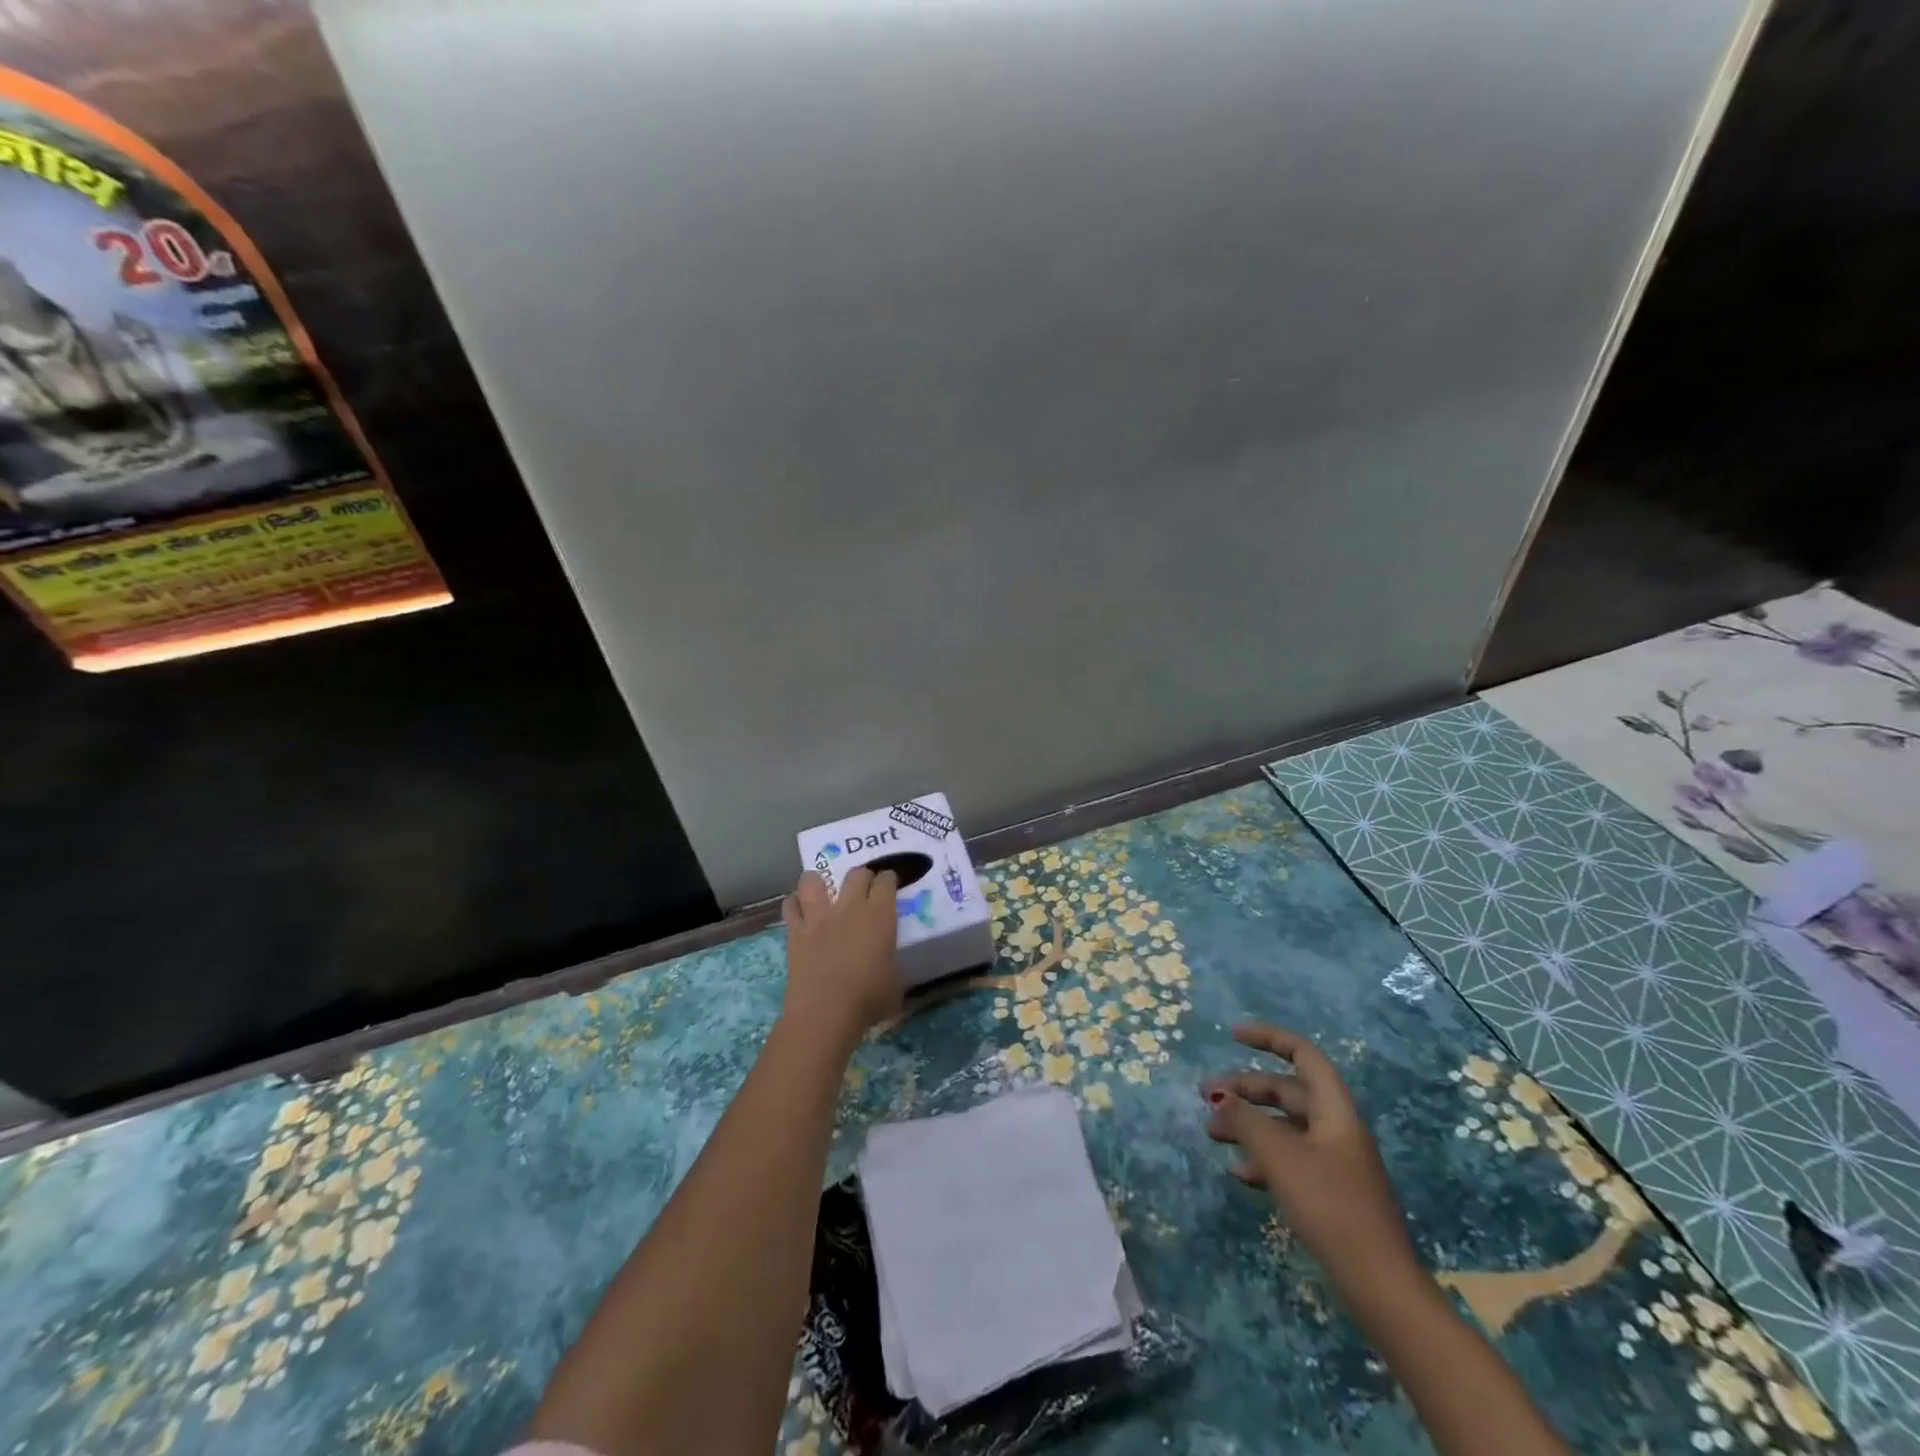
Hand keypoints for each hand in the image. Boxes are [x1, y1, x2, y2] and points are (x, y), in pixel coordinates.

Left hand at [781, 868, 902, 1044]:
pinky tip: (799, 911)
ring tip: (822, 889)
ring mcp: (819, 917)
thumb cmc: (868, 999)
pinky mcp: (796, 932)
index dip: (889, 880)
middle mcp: (849, 907)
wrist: (825, 1013)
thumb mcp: (896, 982)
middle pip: (856, 874)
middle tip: (865, 888)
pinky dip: (794, 904)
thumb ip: (893, 963)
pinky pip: (790, 906)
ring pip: (813, 880)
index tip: (890, 884)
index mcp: (880, 915)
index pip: (886, 882)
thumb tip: (889, 964)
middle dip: (863, 876)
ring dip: (819, 881)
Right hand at [1204, 1023, 1422, 1309]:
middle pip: (1286, 1090)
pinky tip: (1238, 1173)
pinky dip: (1262, 1158)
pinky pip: (1289, 1158)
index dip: (1269, 1038)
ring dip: (1248, 1124)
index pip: (1303, 1055)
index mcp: (1334, 1110)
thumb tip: (1219, 1096)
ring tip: (1211, 1133)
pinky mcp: (1328, 1191)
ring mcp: (1334, 1161)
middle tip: (1205, 1096)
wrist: (1379, 1285)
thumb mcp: (1281, 1158)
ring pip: (1283, 1126)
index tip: (1233, 1036)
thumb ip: (1246, 1121)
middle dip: (1245, 1089)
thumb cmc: (1331, 1207)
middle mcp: (1336, 1127)